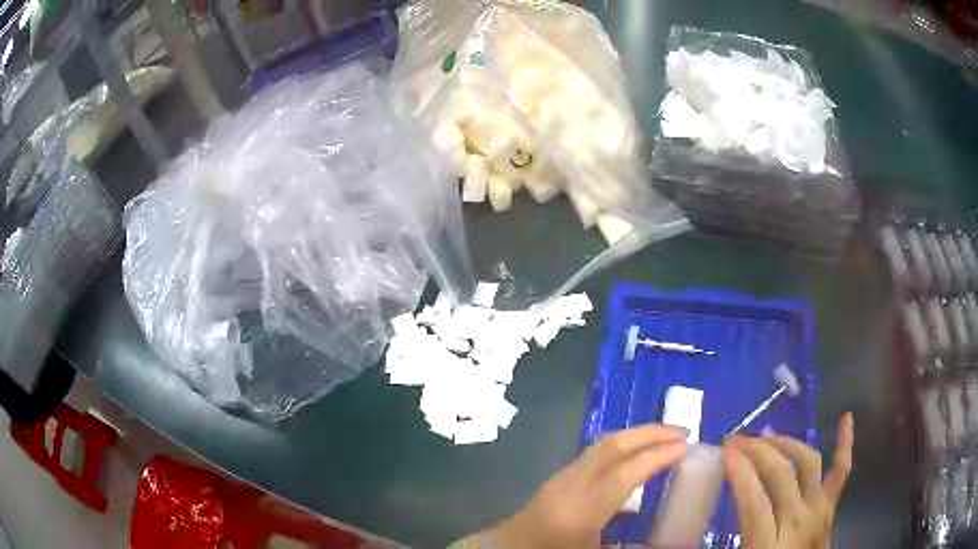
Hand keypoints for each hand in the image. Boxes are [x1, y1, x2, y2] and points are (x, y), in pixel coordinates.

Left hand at [474, 424, 687, 548]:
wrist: (511, 547)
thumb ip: (629, 542)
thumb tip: (669, 538)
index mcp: (583, 509)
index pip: (627, 472)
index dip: (659, 456)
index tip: (687, 447)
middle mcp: (573, 484)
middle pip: (614, 446)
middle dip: (650, 433)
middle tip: (683, 431)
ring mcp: (564, 475)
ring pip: (604, 444)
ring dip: (637, 435)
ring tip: (666, 437)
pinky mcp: (561, 475)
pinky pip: (597, 451)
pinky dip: (623, 445)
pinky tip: (637, 453)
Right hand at [724, 413, 853, 548]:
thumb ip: (725, 542)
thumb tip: (682, 537)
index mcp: (770, 544)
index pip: (755, 500)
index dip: (741, 472)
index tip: (725, 451)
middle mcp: (799, 521)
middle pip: (782, 474)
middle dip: (758, 450)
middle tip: (737, 438)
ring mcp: (819, 509)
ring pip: (808, 463)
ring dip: (787, 444)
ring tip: (767, 436)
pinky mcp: (831, 506)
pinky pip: (840, 471)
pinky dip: (845, 443)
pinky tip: (845, 418)